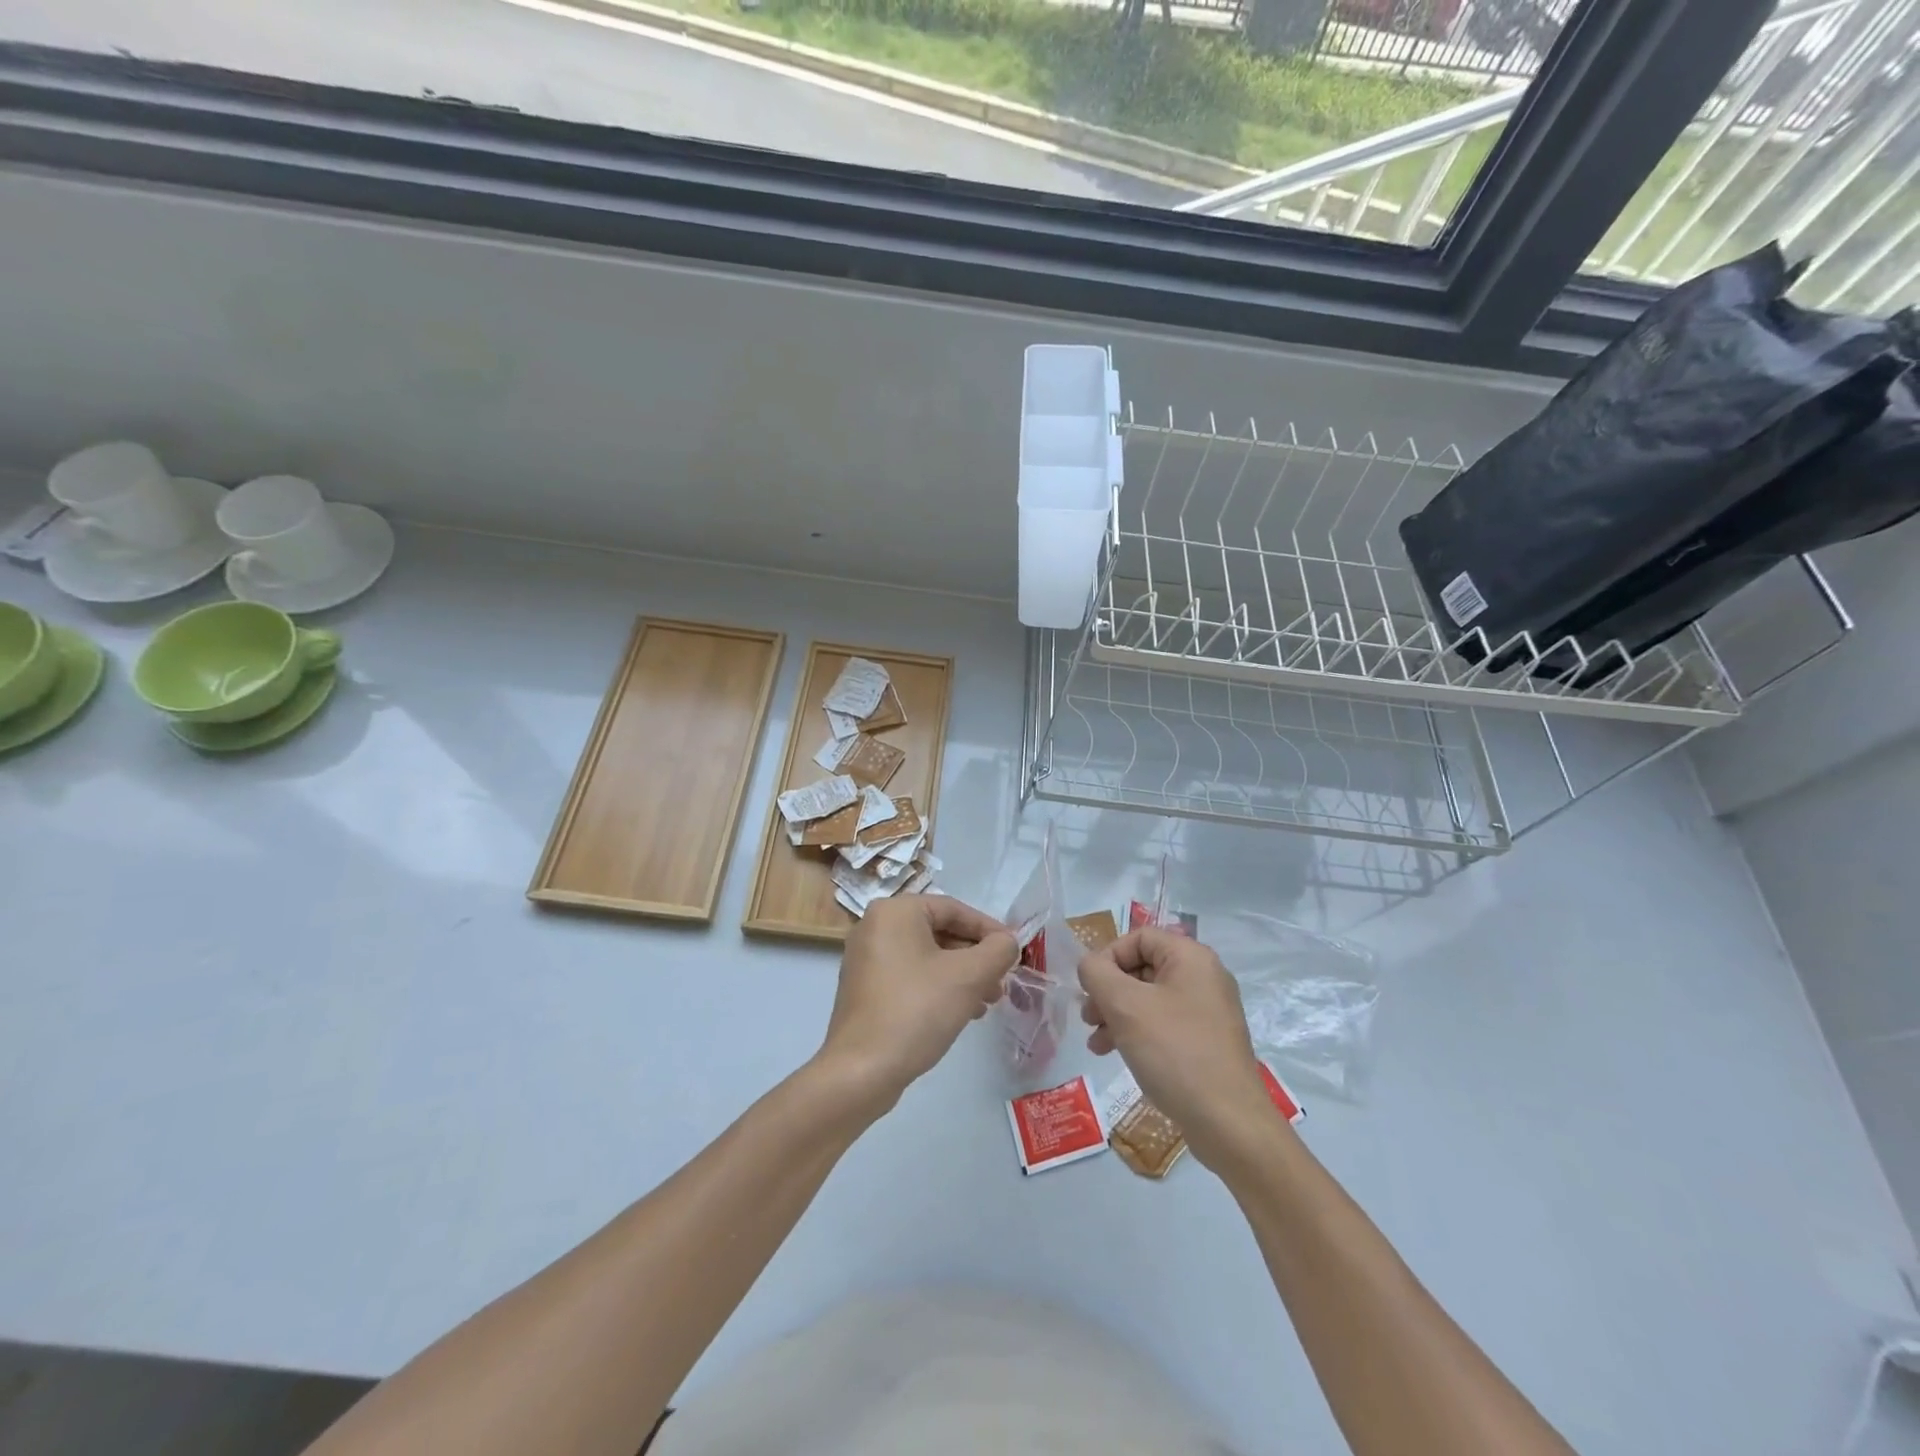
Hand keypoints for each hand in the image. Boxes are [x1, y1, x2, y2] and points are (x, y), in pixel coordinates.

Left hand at [818, 894, 1017, 1111]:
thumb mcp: (969, 976)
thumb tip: (1007, 943)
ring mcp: (866, 959)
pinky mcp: (865, 989)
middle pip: (940, 932)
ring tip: (987, 1002)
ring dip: (961, 975)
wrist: (861, 1071)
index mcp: (895, 912)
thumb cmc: (916, 1010)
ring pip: (927, 957)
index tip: (1014, 953)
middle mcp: (875, 926)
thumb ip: (998, 951)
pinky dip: (938, 987)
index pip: (954, 909)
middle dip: (975, 957)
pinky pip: (911, 976)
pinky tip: (961, 1013)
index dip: (989, 930)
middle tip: (1002, 982)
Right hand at [1078, 929, 1276, 1167]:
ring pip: (1149, 998)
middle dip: (1108, 990)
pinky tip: (1116, 1053)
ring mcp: (1208, 1011)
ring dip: (1116, 1013)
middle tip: (1088, 1017)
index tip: (1089, 988)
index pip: (1138, 937)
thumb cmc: (1175, 1052)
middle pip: (1142, 967)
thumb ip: (1097, 973)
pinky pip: (1163, 1023)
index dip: (1107, 957)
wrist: (1229, 1123)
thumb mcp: (1125, 1006)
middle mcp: (1203, 977)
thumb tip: (1089, 966)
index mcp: (1191, 957)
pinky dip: (1136, 1032)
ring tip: (1096, 1042)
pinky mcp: (1206, 1041)